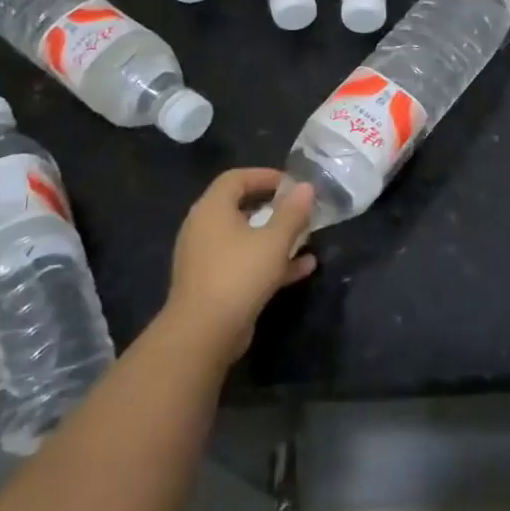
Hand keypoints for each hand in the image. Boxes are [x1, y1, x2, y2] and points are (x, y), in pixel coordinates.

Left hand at [163, 169, 316, 362]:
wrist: (203, 334)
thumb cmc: (238, 275)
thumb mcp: (274, 240)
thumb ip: (292, 212)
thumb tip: (305, 187)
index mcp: (212, 209)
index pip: (236, 178)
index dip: (265, 175)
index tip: (292, 183)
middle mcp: (204, 229)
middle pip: (240, 207)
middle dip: (273, 207)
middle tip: (299, 208)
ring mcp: (206, 258)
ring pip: (245, 238)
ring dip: (275, 236)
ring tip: (306, 237)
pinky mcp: (213, 284)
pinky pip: (244, 263)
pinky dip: (270, 261)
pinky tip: (303, 268)